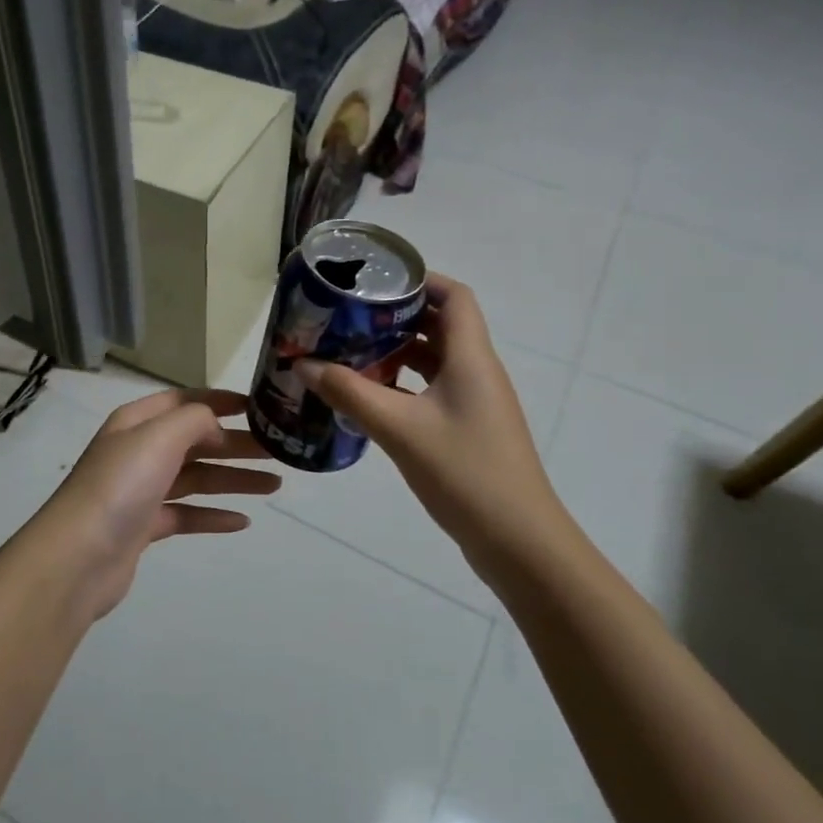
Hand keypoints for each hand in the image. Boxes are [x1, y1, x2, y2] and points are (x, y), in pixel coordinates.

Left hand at [36, 389, 280, 619]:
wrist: (78, 557)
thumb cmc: (120, 485)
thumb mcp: (159, 437)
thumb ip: (194, 420)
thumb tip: (215, 427)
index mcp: (137, 422)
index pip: (185, 401)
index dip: (220, 401)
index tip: (258, 408)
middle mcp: (139, 451)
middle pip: (196, 441)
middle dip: (236, 444)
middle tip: (278, 451)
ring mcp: (141, 490)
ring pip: (196, 478)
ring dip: (234, 479)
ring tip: (274, 485)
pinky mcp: (145, 526)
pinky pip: (187, 514)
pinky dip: (213, 516)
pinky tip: (242, 522)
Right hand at [297, 275, 560, 563]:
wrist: (518, 542)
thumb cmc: (464, 473)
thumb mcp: (399, 429)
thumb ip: (350, 393)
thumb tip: (304, 364)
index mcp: (471, 358)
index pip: (455, 296)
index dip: (421, 280)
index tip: (376, 281)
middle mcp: (477, 372)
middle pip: (441, 325)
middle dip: (397, 316)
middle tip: (350, 317)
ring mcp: (475, 403)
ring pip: (436, 360)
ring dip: (398, 352)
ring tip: (352, 352)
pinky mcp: (469, 429)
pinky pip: (434, 390)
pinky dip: (404, 384)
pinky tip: (371, 397)